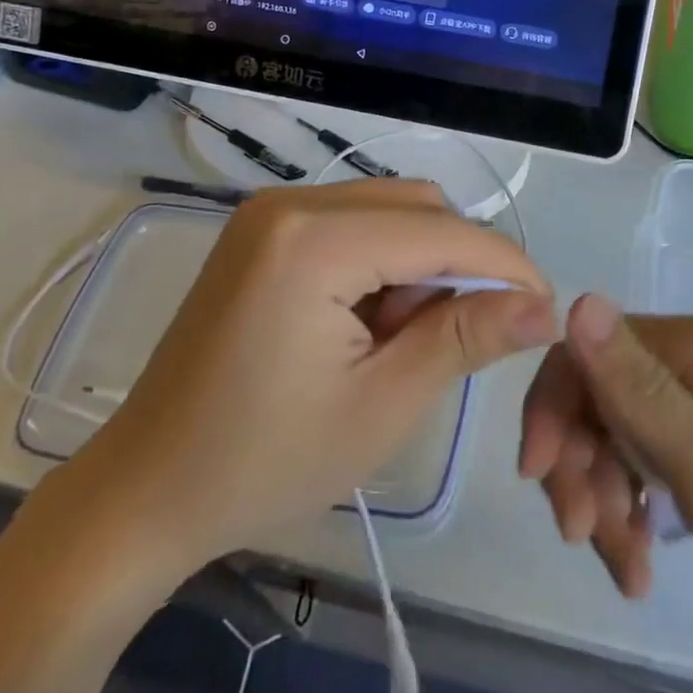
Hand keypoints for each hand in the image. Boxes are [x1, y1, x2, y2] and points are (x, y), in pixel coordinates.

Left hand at [61, 179, 555, 588]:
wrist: (145, 491)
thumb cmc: (264, 462)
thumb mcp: (383, 405)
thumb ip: (467, 338)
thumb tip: (544, 306)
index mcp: (315, 240)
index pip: (442, 232)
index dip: (505, 265)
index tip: (547, 308)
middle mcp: (292, 201)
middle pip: (417, 206)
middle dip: (457, 264)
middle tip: (455, 339)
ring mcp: (271, 210)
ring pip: (388, 209)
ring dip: (419, 263)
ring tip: (398, 339)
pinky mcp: (263, 229)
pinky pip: (352, 221)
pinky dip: (381, 261)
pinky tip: (366, 321)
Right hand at [519, 293, 692, 632]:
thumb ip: (637, 389)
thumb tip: (577, 300)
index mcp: (681, 348)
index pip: (582, 353)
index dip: (549, 409)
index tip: (538, 477)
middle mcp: (681, 363)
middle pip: (591, 399)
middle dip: (575, 467)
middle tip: (584, 537)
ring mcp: (691, 403)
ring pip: (609, 438)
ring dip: (600, 500)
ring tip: (628, 572)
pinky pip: (638, 464)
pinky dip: (626, 511)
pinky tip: (639, 562)